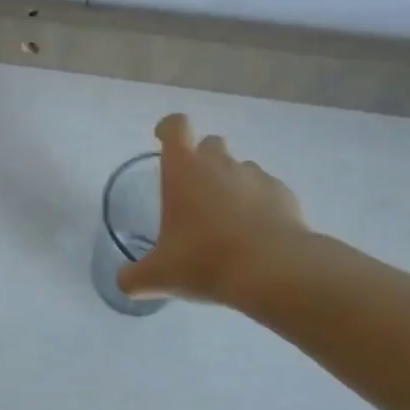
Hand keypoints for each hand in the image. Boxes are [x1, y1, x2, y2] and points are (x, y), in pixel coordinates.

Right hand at [117, 114, 308, 304]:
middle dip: (203, 160)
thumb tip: (124, 282)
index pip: (175, 126)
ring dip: (231, 184)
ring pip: (240, 167)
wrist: (274, 271)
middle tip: (196, 194)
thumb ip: (135, 276)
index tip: (163, 141)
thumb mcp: (159, 276)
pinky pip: (267, 190)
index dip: (168, 128)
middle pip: (210, 143)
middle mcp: (220, 163)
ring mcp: (255, 175)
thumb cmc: (205, 261)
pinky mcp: (284, 194)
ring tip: (228, 221)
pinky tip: (256, 235)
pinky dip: (260, 204)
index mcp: (184, 169)